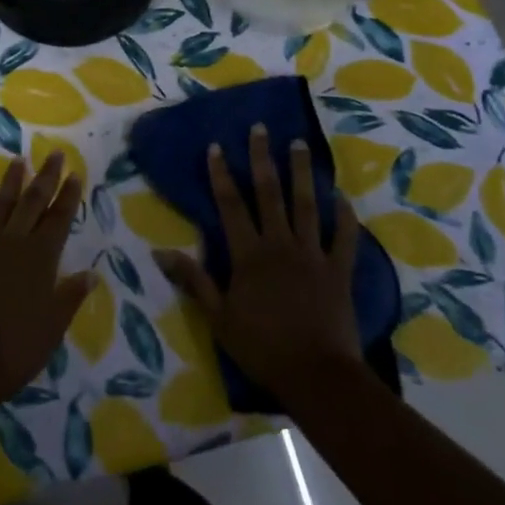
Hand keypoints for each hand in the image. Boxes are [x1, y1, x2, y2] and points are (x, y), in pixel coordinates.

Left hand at [0, 153, 92, 409]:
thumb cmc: (15, 349)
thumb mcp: (53, 327)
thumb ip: (70, 296)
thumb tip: (91, 274)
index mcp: (41, 259)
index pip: (59, 219)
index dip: (68, 196)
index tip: (75, 173)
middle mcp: (14, 244)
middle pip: (33, 203)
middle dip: (46, 177)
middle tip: (55, 154)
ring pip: (1, 207)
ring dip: (11, 183)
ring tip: (18, 160)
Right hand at [153, 124, 366, 405]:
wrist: (317, 377)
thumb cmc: (262, 348)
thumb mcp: (218, 318)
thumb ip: (193, 281)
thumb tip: (159, 252)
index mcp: (248, 254)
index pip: (230, 205)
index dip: (221, 174)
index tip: (216, 146)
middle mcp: (279, 244)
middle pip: (269, 193)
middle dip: (263, 158)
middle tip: (261, 128)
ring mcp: (312, 255)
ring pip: (307, 205)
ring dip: (302, 173)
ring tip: (300, 144)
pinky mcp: (339, 271)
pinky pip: (344, 238)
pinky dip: (345, 216)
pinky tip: (342, 196)